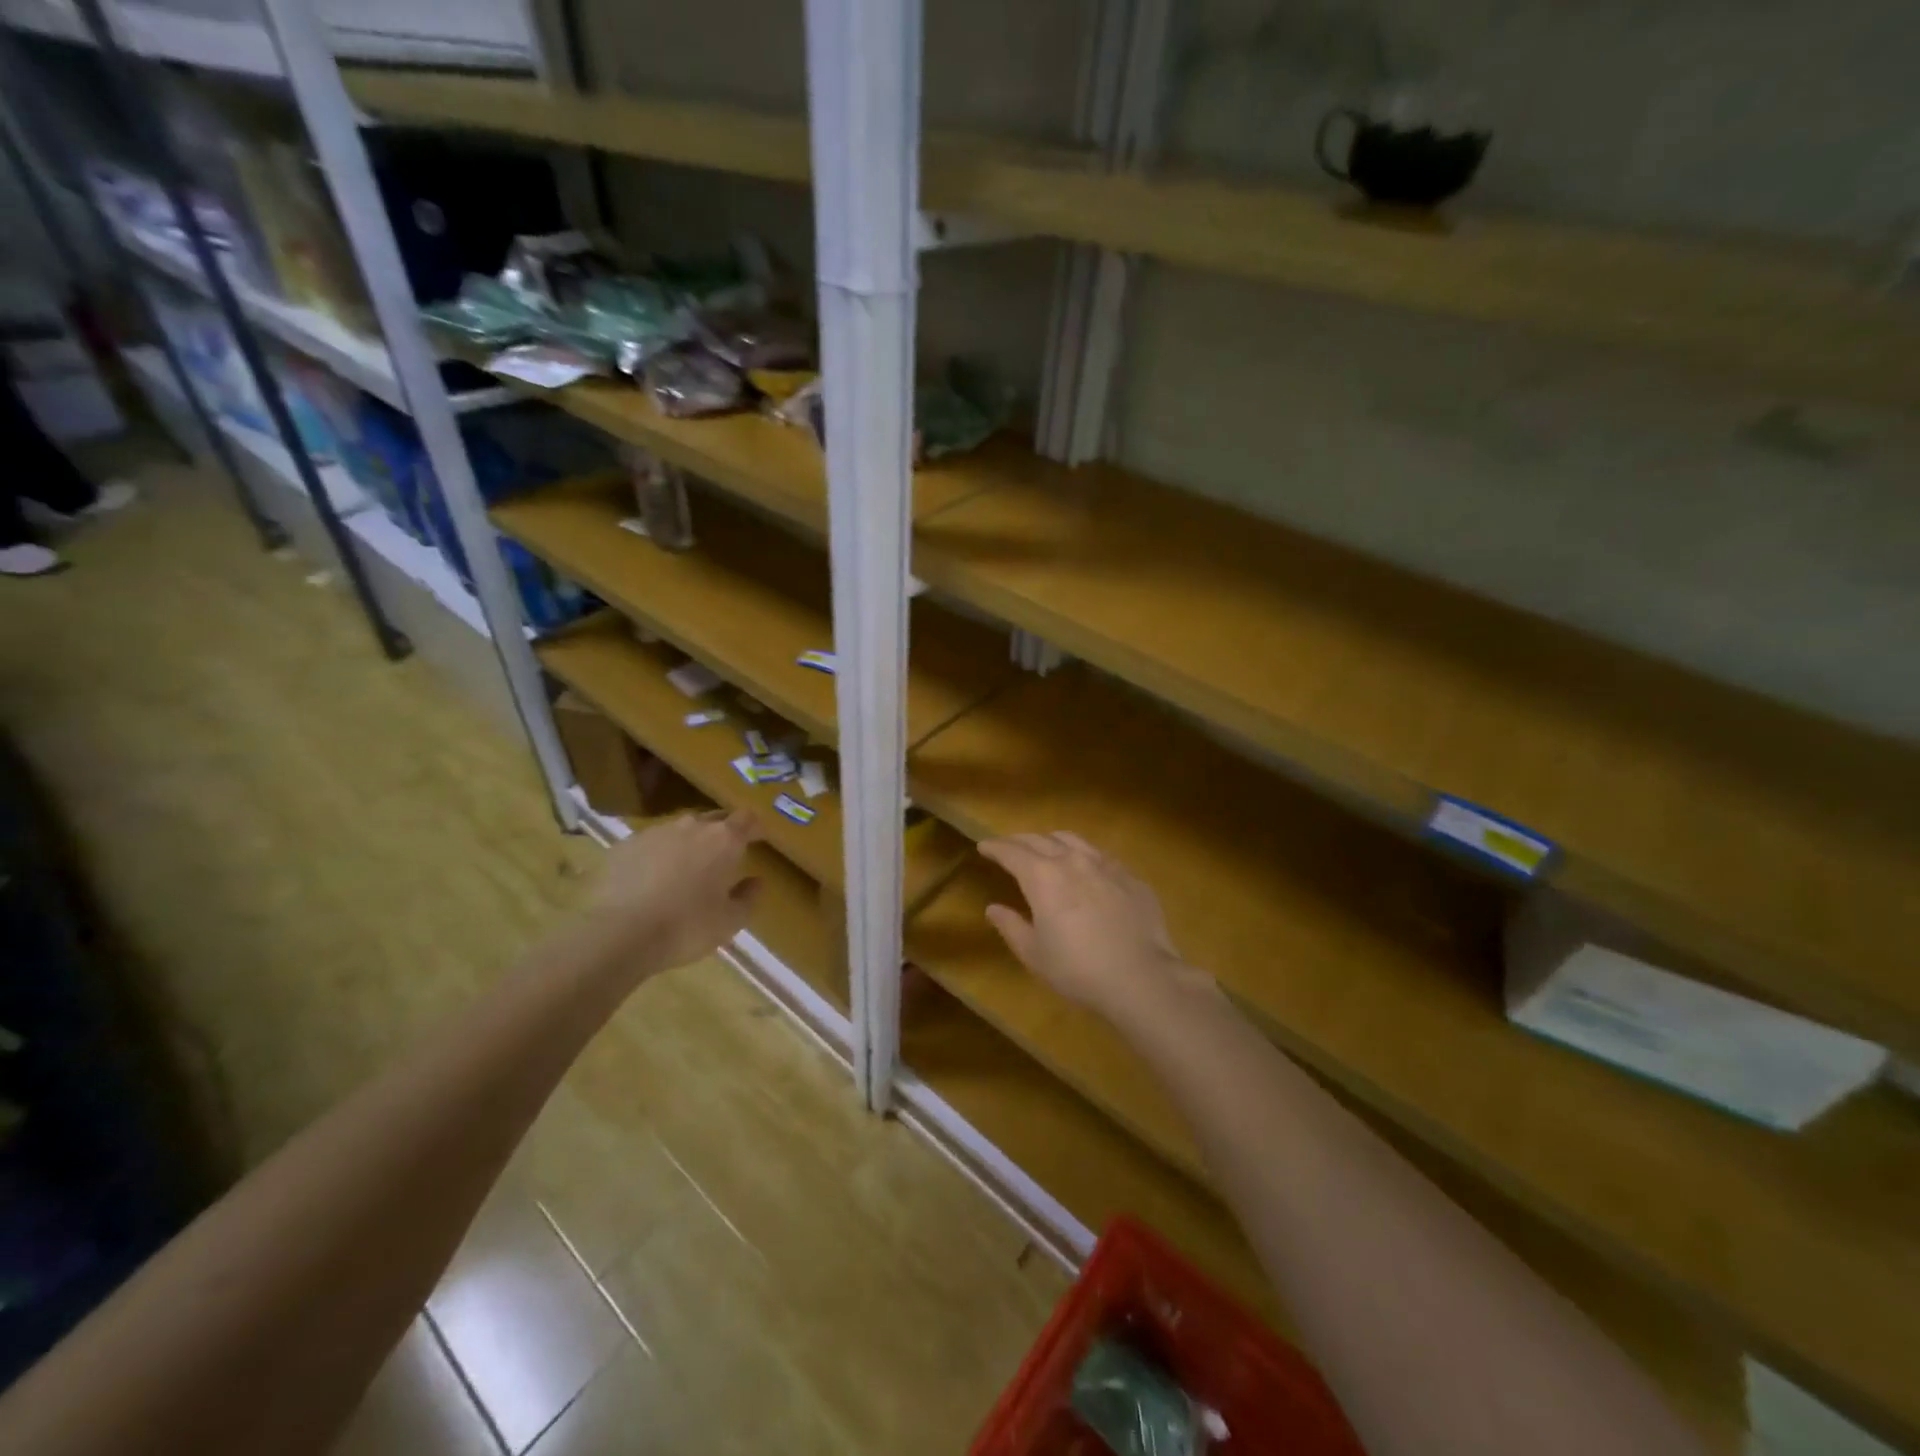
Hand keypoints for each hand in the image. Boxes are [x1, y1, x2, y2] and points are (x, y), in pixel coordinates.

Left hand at [590, 810, 762, 972]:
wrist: (618, 934)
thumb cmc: (686, 927)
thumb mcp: (730, 921)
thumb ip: (748, 897)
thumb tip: (756, 881)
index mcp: (723, 840)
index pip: (746, 819)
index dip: (754, 827)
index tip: (758, 839)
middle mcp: (691, 827)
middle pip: (713, 819)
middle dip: (721, 833)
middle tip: (723, 856)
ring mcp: (654, 833)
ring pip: (679, 830)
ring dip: (688, 843)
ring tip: (685, 868)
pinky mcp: (624, 846)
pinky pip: (649, 844)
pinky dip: (657, 856)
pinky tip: (651, 879)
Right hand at [978, 832, 1196, 1022]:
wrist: (1142, 977)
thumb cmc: (1078, 969)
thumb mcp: (1035, 954)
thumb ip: (1011, 926)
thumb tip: (993, 908)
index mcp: (1042, 876)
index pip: (1012, 851)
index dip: (995, 847)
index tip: (984, 846)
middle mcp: (1072, 860)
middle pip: (1040, 839)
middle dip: (1020, 840)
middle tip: (1009, 846)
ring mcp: (1105, 865)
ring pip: (1073, 840)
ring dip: (1052, 840)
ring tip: (1046, 848)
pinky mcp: (1130, 876)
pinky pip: (1100, 855)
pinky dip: (1083, 855)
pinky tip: (1086, 868)